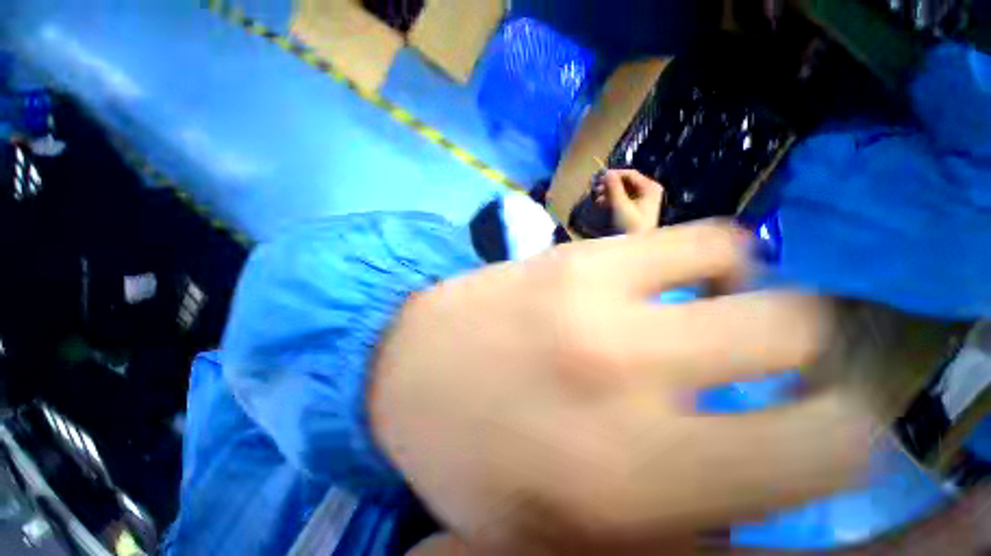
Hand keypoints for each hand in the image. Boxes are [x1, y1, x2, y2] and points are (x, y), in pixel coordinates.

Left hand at [371, 221, 872, 553]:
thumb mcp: (562, 529)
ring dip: (747, 291)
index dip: (843, 432)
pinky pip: (676, 236)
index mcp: (640, 479)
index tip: (823, 421)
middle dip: (802, 348)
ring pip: (740, 262)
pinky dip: (700, 255)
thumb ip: (669, 519)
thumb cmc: (471, 453)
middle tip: (767, 358)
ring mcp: (596, 300)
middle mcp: (630, 375)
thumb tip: (752, 485)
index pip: (825, 448)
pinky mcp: (571, 257)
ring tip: (714, 308)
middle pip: (796, 333)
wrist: (404, 368)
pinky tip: (669, 277)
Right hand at [594, 170, 663, 234]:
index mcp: (650, 187)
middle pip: (627, 181)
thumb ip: (614, 188)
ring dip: (610, 192)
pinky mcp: (638, 208)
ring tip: (597, 198)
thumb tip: (607, 172)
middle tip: (596, 189)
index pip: (631, 174)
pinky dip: (613, 199)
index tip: (599, 178)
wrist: (637, 246)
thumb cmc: (631, 226)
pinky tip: (602, 204)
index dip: (614, 174)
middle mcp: (649, 190)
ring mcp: (644, 199)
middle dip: (610, 185)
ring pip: (624, 190)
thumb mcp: (621, 206)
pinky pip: (624, 198)